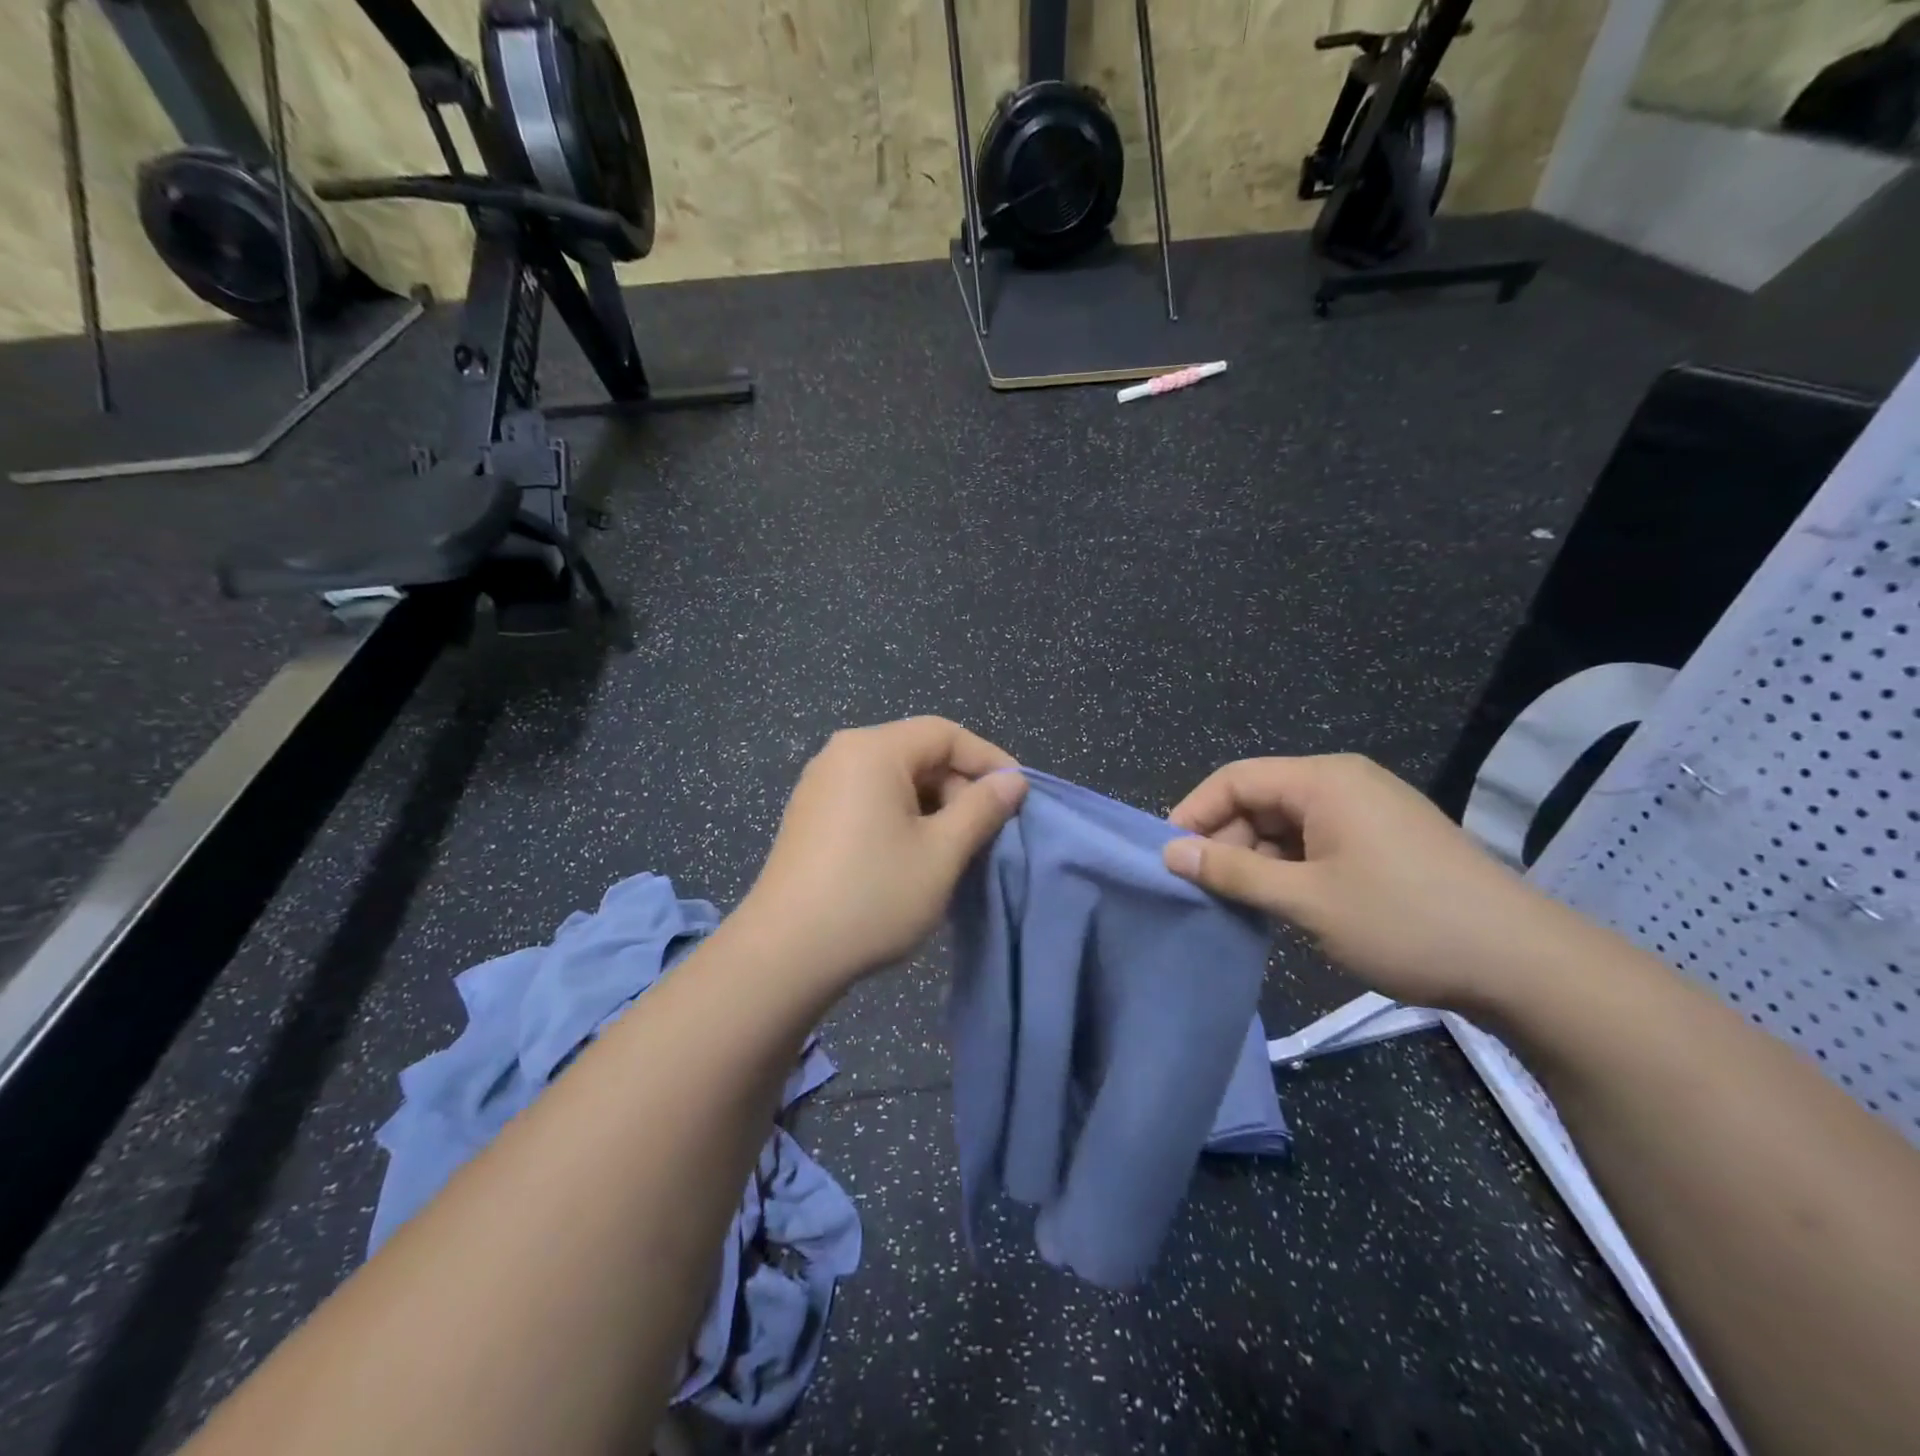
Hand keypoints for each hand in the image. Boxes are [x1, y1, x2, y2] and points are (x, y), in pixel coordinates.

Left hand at [741, 718, 1026, 992]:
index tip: (1019, 796)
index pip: (945, 733)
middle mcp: (842, 754)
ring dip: (934, 807)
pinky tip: (915, 856)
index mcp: (873, 749)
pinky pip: (870, 799)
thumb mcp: (942, 852)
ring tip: (957, 849)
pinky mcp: (811, 816)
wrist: (785, 954)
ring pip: (895, 779)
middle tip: (987, 832)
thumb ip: (982, 808)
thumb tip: (1013, 780)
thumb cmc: (873, 895)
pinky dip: (902, 817)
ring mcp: (820, 785)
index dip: (989, 760)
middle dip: (959, 787)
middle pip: (918, 753)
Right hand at [1163, 753, 1570, 1011]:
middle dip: (1226, 841)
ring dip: (1257, 859)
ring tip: (1242, 905)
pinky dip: (1290, 868)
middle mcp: (1344, 783)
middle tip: (1205, 891)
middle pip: (1260, 799)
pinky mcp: (1385, 840)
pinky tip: (1283, 904)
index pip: (1235, 779)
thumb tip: (1170, 852)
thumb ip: (1233, 871)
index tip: (1169, 859)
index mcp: (1324, 780)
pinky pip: (1317, 841)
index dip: (1194, 814)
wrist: (1524, 965)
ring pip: (1287, 824)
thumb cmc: (1404, 921)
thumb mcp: (1306, 899)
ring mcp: (1369, 811)